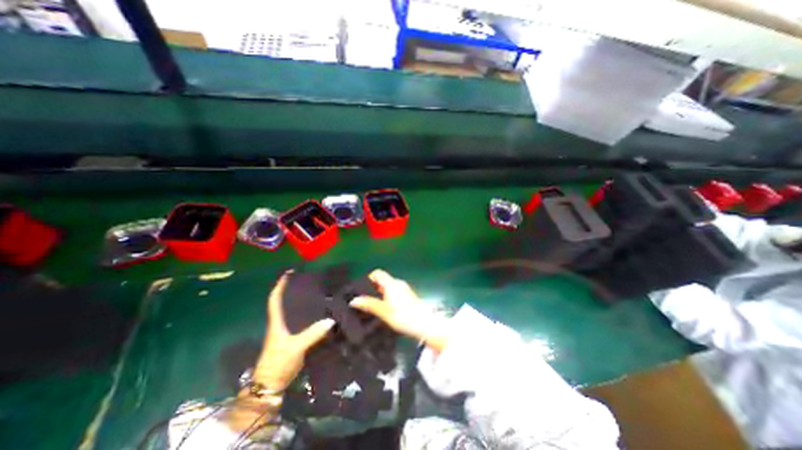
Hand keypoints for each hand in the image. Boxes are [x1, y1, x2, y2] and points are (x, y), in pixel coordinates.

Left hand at [253, 271, 335, 393]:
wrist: (272, 384)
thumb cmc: (278, 362)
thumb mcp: (295, 347)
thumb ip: (312, 333)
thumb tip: (331, 320)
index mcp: (278, 321)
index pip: (275, 298)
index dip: (280, 284)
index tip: (290, 272)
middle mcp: (282, 322)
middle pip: (287, 301)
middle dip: (295, 288)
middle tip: (311, 279)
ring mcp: (288, 330)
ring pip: (295, 310)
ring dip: (303, 300)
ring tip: (318, 291)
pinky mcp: (294, 337)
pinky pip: (302, 320)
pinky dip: (309, 313)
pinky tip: (321, 310)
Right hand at [352, 269, 450, 352]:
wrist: (424, 323)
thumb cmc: (403, 316)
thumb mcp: (384, 311)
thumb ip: (370, 304)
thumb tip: (354, 300)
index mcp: (391, 284)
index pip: (378, 273)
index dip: (369, 278)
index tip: (361, 288)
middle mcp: (398, 283)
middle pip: (383, 280)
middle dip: (373, 287)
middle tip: (363, 299)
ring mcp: (404, 289)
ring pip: (388, 286)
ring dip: (380, 293)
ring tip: (372, 305)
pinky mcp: (408, 295)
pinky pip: (394, 291)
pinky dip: (387, 296)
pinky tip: (385, 307)